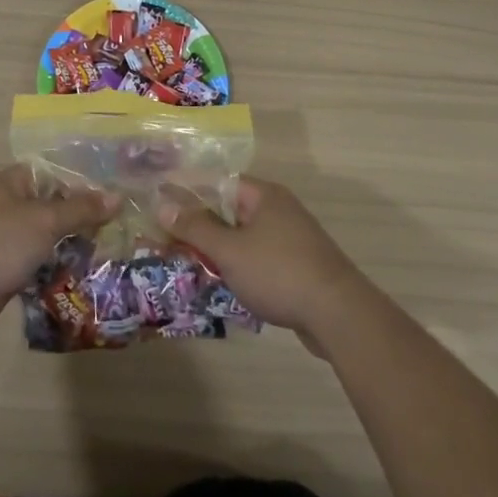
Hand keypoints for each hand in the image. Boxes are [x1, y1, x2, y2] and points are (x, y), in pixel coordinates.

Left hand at [0, 165, 114, 343]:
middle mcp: (10, 206)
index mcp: (13, 183)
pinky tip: (86, 273)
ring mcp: (7, 238)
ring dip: (73, 243)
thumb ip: (81, 209)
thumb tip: (117, 196)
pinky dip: (59, 266)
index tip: (116, 193)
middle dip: (84, 216)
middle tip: (121, 225)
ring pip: (48, 236)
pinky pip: (40, 261)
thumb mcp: (45, 220)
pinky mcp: (7, 268)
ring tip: (112, 249)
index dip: (84, 181)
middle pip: (54, 205)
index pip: (55, 172)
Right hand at [156, 177, 369, 352]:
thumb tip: (162, 204)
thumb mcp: (230, 250)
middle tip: (164, 238)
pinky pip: (256, 258)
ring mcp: (290, 239)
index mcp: (264, 196)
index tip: (158, 202)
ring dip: (215, 248)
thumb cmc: (279, 272)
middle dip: (198, 224)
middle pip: (228, 209)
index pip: (218, 182)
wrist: (339, 315)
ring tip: (184, 261)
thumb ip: (195, 227)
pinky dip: (236, 266)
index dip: (187, 191)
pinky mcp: (296, 266)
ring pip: (242, 236)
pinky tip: (218, 282)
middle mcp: (278, 210)